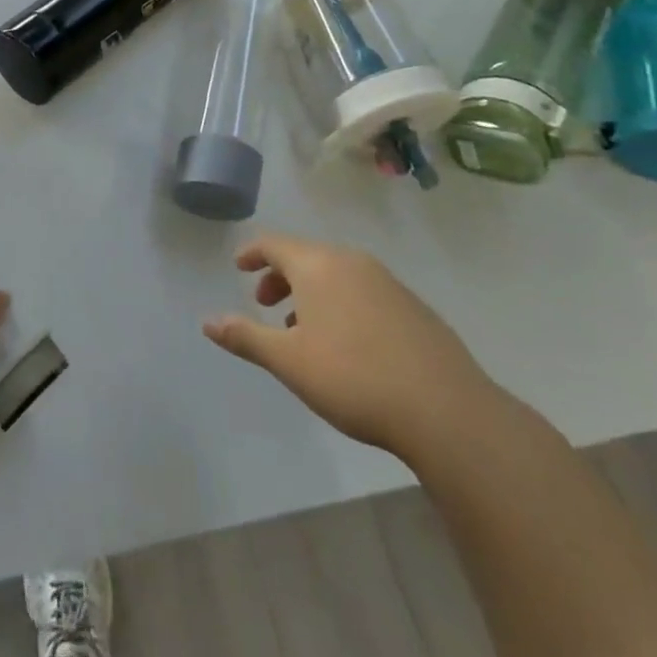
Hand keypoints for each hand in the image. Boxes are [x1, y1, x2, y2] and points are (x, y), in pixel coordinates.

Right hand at [204, 234, 504, 463]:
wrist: (448, 412)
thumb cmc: (354, 379)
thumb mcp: (289, 362)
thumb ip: (245, 337)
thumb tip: (207, 322)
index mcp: (318, 266)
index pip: (274, 244)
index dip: (252, 253)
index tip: (239, 267)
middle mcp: (352, 263)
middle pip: (306, 256)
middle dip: (280, 276)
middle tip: (266, 305)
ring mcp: (389, 283)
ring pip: (337, 274)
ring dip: (312, 293)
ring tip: (303, 331)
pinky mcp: (415, 309)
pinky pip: (364, 292)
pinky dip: (343, 303)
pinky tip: (348, 344)